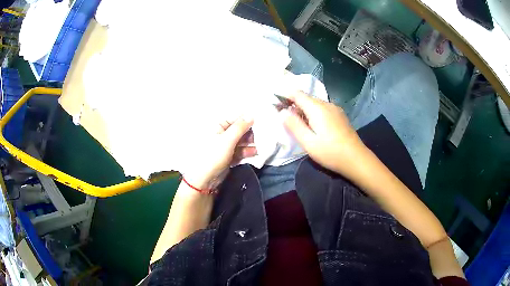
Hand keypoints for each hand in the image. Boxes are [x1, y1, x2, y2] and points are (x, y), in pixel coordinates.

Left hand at [182, 117, 255, 190]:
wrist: (205, 180)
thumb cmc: (213, 156)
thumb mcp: (227, 140)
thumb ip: (240, 127)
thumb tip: (251, 115)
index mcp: (218, 126)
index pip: (235, 118)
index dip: (247, 119)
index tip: (261, 120)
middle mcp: (221, 134)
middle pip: (239, 130)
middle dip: (250, 133)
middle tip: (261, 136)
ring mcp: (225, 146)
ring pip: (241, 141)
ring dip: (250, 143)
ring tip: (260, 146)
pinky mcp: (228, 157)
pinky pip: (239, 151)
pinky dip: (246, 152)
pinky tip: (255, 153)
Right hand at [281, 91, 364, 174]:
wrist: (356, 159)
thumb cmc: (330, 152)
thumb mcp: (308, 142)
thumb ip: (294, 125)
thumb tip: (282, 112)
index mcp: (317, 108)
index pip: (297, 93)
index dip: (285, 95)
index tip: (275, 102)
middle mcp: (327, 104)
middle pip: (306, 98)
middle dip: (293, 103)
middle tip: (284, 117)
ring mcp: (335, 109)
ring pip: (315, 103)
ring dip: (304, 109)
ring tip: (298, 123)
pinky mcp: (340, 116)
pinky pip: (322, 109)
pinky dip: (313, 113)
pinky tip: (313, 126)